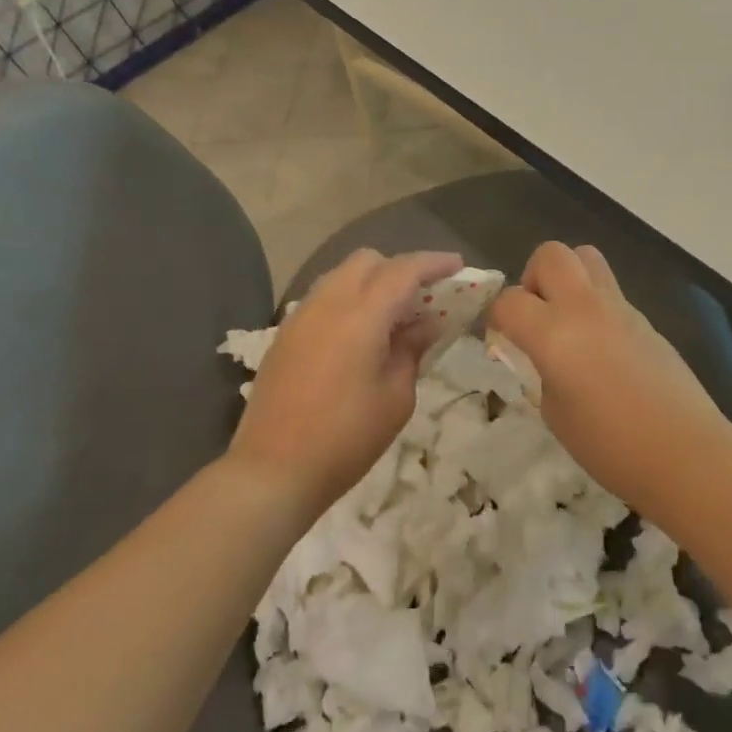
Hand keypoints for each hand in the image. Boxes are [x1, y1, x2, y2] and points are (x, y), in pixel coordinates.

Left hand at [229, 249, 461, 513]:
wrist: (273, 470)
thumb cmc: (347, 437)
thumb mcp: (396, 397)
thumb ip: (412, 349)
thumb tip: (427, 323)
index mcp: (361, 315)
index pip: (403, 270)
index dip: (433, 263)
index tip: (458, 266)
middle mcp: (328, 303)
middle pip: (367, 261)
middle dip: (399, 268)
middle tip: (424, 296)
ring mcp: (301, 317)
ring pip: (340, 276)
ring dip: (371, 282)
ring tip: (393, 314)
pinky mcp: (285, 335)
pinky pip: (323, 298)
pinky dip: (348, 300)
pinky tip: (360, 334)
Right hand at [491, 242, 730, 502]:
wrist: (684, 452)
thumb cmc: (610, 446)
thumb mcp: (555, 414)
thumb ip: (541, 372)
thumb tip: (543, 356)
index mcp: (554, 333)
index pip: (508, 300)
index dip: (497, 317)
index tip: (501, 338)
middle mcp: (585, 307)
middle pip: (550, 255)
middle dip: (533, 278)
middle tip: (536, 316)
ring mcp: (620, 308)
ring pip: (587, 258)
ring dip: (568, 279)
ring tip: (568, 321)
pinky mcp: (645, 318)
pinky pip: (611, 292)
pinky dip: (595, 306)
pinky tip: (601, 347)